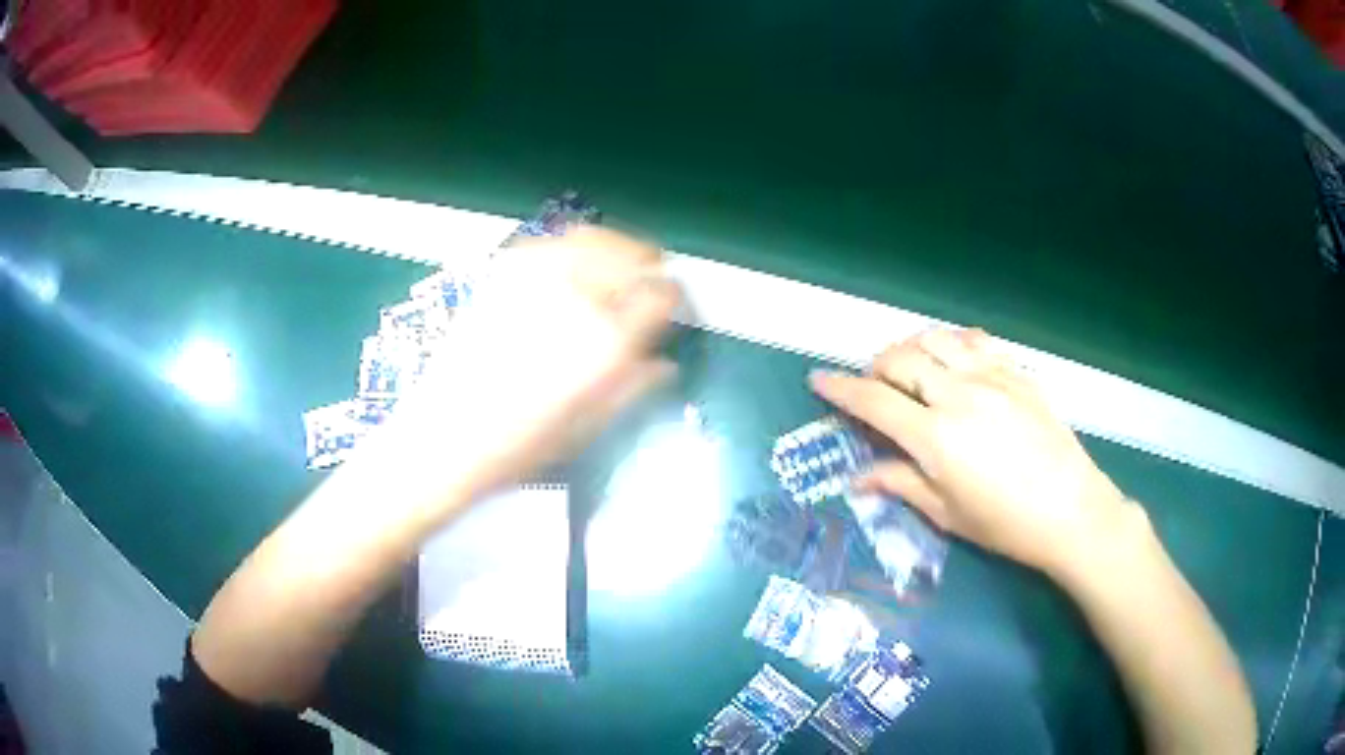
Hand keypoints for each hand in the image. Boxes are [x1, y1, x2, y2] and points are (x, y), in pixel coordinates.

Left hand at [374, 227, 679, 507]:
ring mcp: (537, 279)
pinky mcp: (503, 274)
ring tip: (621, 263)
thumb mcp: (589, 427)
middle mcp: (577, 298)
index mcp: (606, 342)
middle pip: (634, 256)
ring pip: (596, 238)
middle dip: (651, 267)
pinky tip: (576, 261)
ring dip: (618, 247)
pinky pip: (552, 242)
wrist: (444, 436)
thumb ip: (633, 386)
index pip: (662, 294)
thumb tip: (666, 363)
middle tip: (653, 282)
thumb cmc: (521, 447)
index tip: (674, 307)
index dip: (675, 297)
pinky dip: (574, 244)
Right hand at [810, 328, 1132, 578]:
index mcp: (936, 437)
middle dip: (875, 367)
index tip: (819, 379)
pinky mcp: (1017, 373)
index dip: (841, 389)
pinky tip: (953, 356)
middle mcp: (959, 395)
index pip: (874, 402)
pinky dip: (953, 341)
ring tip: (909, 366)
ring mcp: (992, 378)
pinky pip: (976, 340)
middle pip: (901, 359)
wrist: (1071, 510)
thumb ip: (901, 485)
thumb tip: (859, 477)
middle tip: (873, 385)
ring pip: (936, 339)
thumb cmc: (1006, 524)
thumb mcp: (948, 514)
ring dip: (911, 346)